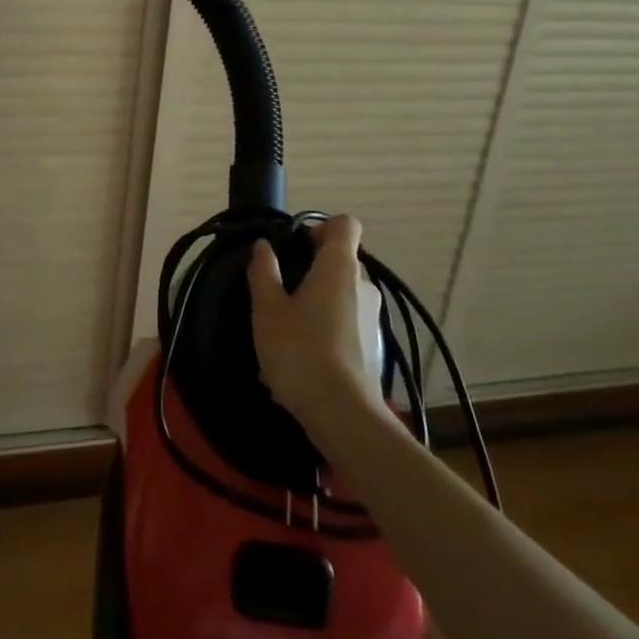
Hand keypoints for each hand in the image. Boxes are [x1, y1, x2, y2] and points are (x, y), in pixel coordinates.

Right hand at [249, 216, 386, 426]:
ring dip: (317, 301)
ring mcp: (373, 317)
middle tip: (279, 291)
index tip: (294, 248)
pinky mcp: (374, 346)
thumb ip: (264, 272)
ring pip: (342, 293)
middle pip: (340, 260)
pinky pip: (347, 322)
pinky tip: (302, 356)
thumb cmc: (300, 351)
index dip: (319, 228)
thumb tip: (264, 246)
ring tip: (286, 330)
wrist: (342, 414)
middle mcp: (364, 285)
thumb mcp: (267, 309)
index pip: (344, 224)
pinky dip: (327, 327)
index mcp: (339, 267)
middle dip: (310, 268)